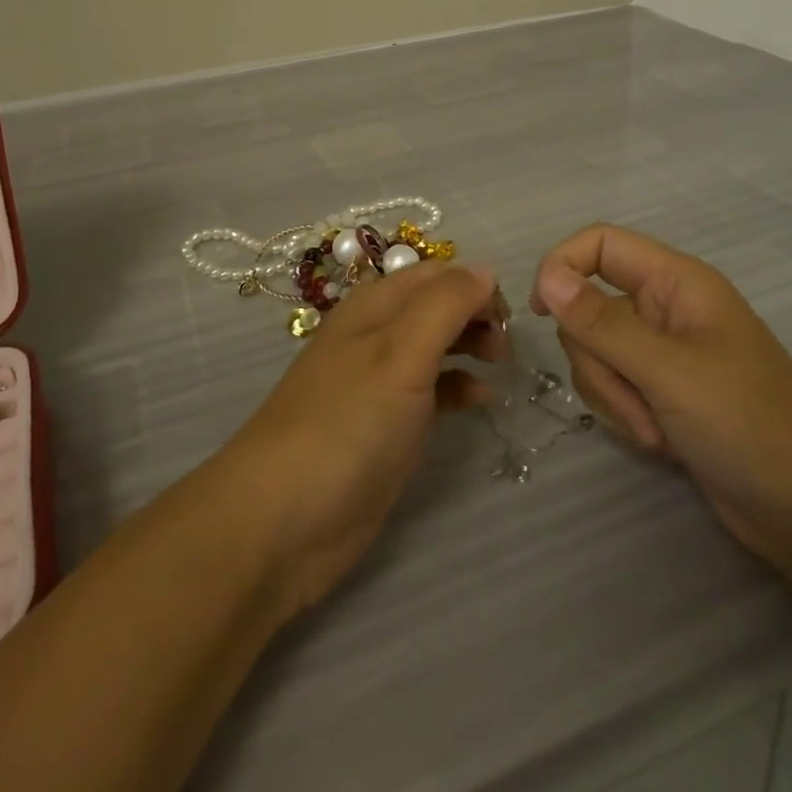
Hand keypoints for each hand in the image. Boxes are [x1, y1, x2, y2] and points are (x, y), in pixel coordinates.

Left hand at [218, 260, 505, 618]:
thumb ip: (445, 306)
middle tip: (505, 345)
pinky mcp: (387, 426)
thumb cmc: (347, 423)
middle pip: (436, 305)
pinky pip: (432, 391)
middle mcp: (377, 335)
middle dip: (476, 314)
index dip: (474, 285)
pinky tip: (480, 401)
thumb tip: (486, 271)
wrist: (283, 520)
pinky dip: (459, 387)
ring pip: (436, 345)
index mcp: (374, 306)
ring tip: (500, 365)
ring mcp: (381, 382)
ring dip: (470, 346)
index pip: (436, 273)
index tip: (508, 317)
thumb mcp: (400, 353)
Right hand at [530, 224, 791, 617]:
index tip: (540, 312)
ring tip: (656, 430)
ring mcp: (662, 353)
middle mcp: (664, 309)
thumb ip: (601, 323)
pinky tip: (661, 443)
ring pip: (595, 351)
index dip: (563, 266)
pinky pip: (614, 386)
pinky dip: (625, 414)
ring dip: (613, 394)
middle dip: (597, 359)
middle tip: (634, 398)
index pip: (600, 244)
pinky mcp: (660, 393)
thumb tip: (546, 277)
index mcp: (676, 283)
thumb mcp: (669, 372)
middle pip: (589, 306)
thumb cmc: (749, 426)